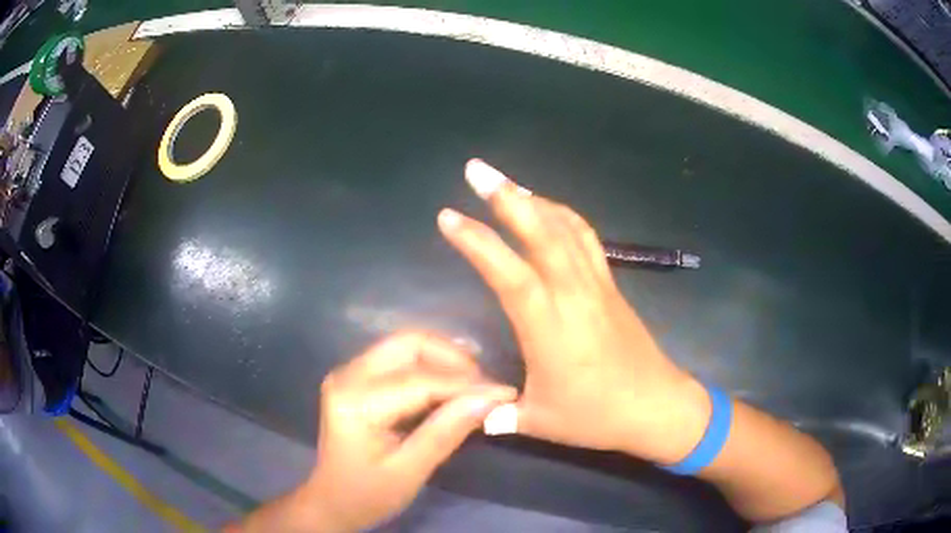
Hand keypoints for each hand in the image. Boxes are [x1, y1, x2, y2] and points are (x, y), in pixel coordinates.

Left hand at [233, 331, 515, 531]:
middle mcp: (348, 375)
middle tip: (486, 387)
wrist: (332, 500)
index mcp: (355, 402)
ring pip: (406, 346)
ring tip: (474, 387)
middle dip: (454, 359)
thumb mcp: (410, 471)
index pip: (420, 381)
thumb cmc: (367, 494)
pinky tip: (450, 389)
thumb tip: (491, 399)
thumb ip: (446, 432)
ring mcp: (349, 373)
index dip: (467, 384)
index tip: (506, 392)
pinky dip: (430, 369)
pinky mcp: (356, 378)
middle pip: (409, 344)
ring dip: (444, 361)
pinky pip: (399, 360)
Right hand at [437, 159, 710, 464]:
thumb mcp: (539, 423)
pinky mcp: (611, 286)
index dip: (478, 243)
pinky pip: (586, 239)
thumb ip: (501, 415)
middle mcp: (574, 297)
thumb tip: (476, 415)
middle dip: (507, 196)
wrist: (657, 407)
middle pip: (542, 234)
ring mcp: (597, 286)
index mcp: (550, 330)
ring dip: (535, 199)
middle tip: (477, 169)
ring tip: (506, 183)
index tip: (448, 217)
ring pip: (566, 229)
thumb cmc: (597, 416)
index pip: (510, 275)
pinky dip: (564, 216)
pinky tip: (548, 208)